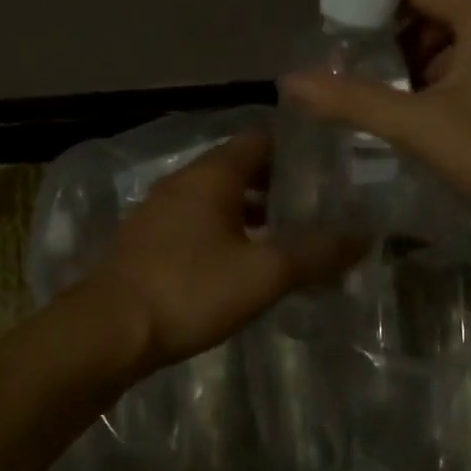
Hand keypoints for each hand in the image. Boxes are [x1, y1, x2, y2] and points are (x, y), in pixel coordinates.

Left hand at [90, 132, 357, 370]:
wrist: (108, 331)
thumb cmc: (190, 290)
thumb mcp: (264, 274)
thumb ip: (315, 253)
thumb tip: (362, 236)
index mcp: (211, 175)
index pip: (260, 139)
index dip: (294, 147)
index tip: (327, 164)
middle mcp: (181, 183)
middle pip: (237, 169)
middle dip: (276, 183)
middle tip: (316, 203)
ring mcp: (157, 213)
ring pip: (214, 199)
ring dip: (249, 211)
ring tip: (285, 235)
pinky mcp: (145, 244)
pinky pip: (194, 225)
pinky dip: (223, 233)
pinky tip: (239, 264)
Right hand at [279, 0, 470, 287]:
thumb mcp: (419, 127)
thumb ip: (352, 101)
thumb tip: (289, 82)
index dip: (373, 14)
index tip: (345, 52)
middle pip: (436, 15)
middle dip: (398, 50)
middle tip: (369, 91)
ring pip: (460, 45)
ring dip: (425, 73)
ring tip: (400, 114)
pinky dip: (454, 86)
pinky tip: (440, 125)